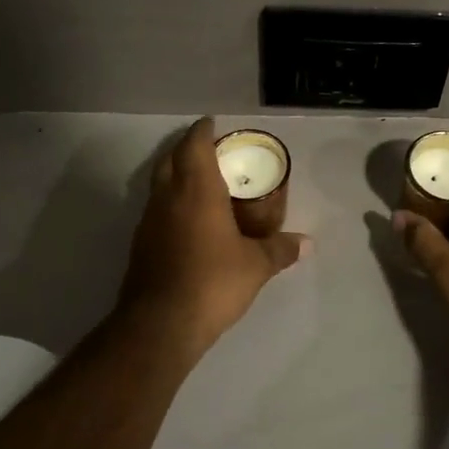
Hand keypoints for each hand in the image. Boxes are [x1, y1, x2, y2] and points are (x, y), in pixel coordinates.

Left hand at [116, 118, 308, 357]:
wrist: (160, 324)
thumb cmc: (212, 282)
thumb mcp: (256, 266)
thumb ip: (280, 249)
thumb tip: (307, 244)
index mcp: (196, 191)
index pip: (194, 145)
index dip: (202, 130)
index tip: (213, 124)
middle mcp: (168, 198)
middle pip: (171, 159)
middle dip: (187, 149)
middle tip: (211, 152)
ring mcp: (149, 221)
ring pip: (160, 185)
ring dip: (177, 176)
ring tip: (202, 184)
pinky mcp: (141, 244)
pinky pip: (157, 210)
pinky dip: (172, 203)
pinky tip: (189, 221)